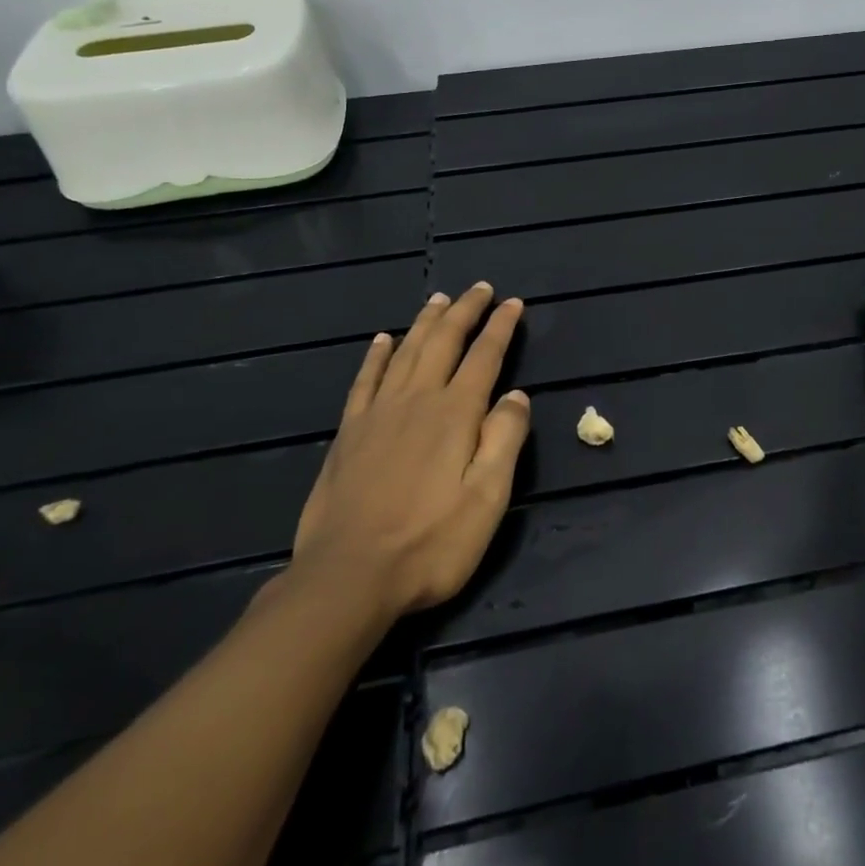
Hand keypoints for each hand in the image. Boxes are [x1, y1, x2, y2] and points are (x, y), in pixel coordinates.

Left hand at [289, 283, 530, 620]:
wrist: (347, 577)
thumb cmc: (430, 543)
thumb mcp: (487, 499)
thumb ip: (505, 440)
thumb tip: (517, 395)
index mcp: (455, 413)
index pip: (484, 356)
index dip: (501, 326)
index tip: (513, 303)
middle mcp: (417, 400)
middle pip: (444, 341)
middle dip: (465, 310)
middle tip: (480, 288)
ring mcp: (378, 413)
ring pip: (406, 351)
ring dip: (425, 322)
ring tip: (439, 299)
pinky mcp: (350, 433)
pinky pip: (365, 380)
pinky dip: (376, 355)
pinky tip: (382, 340)